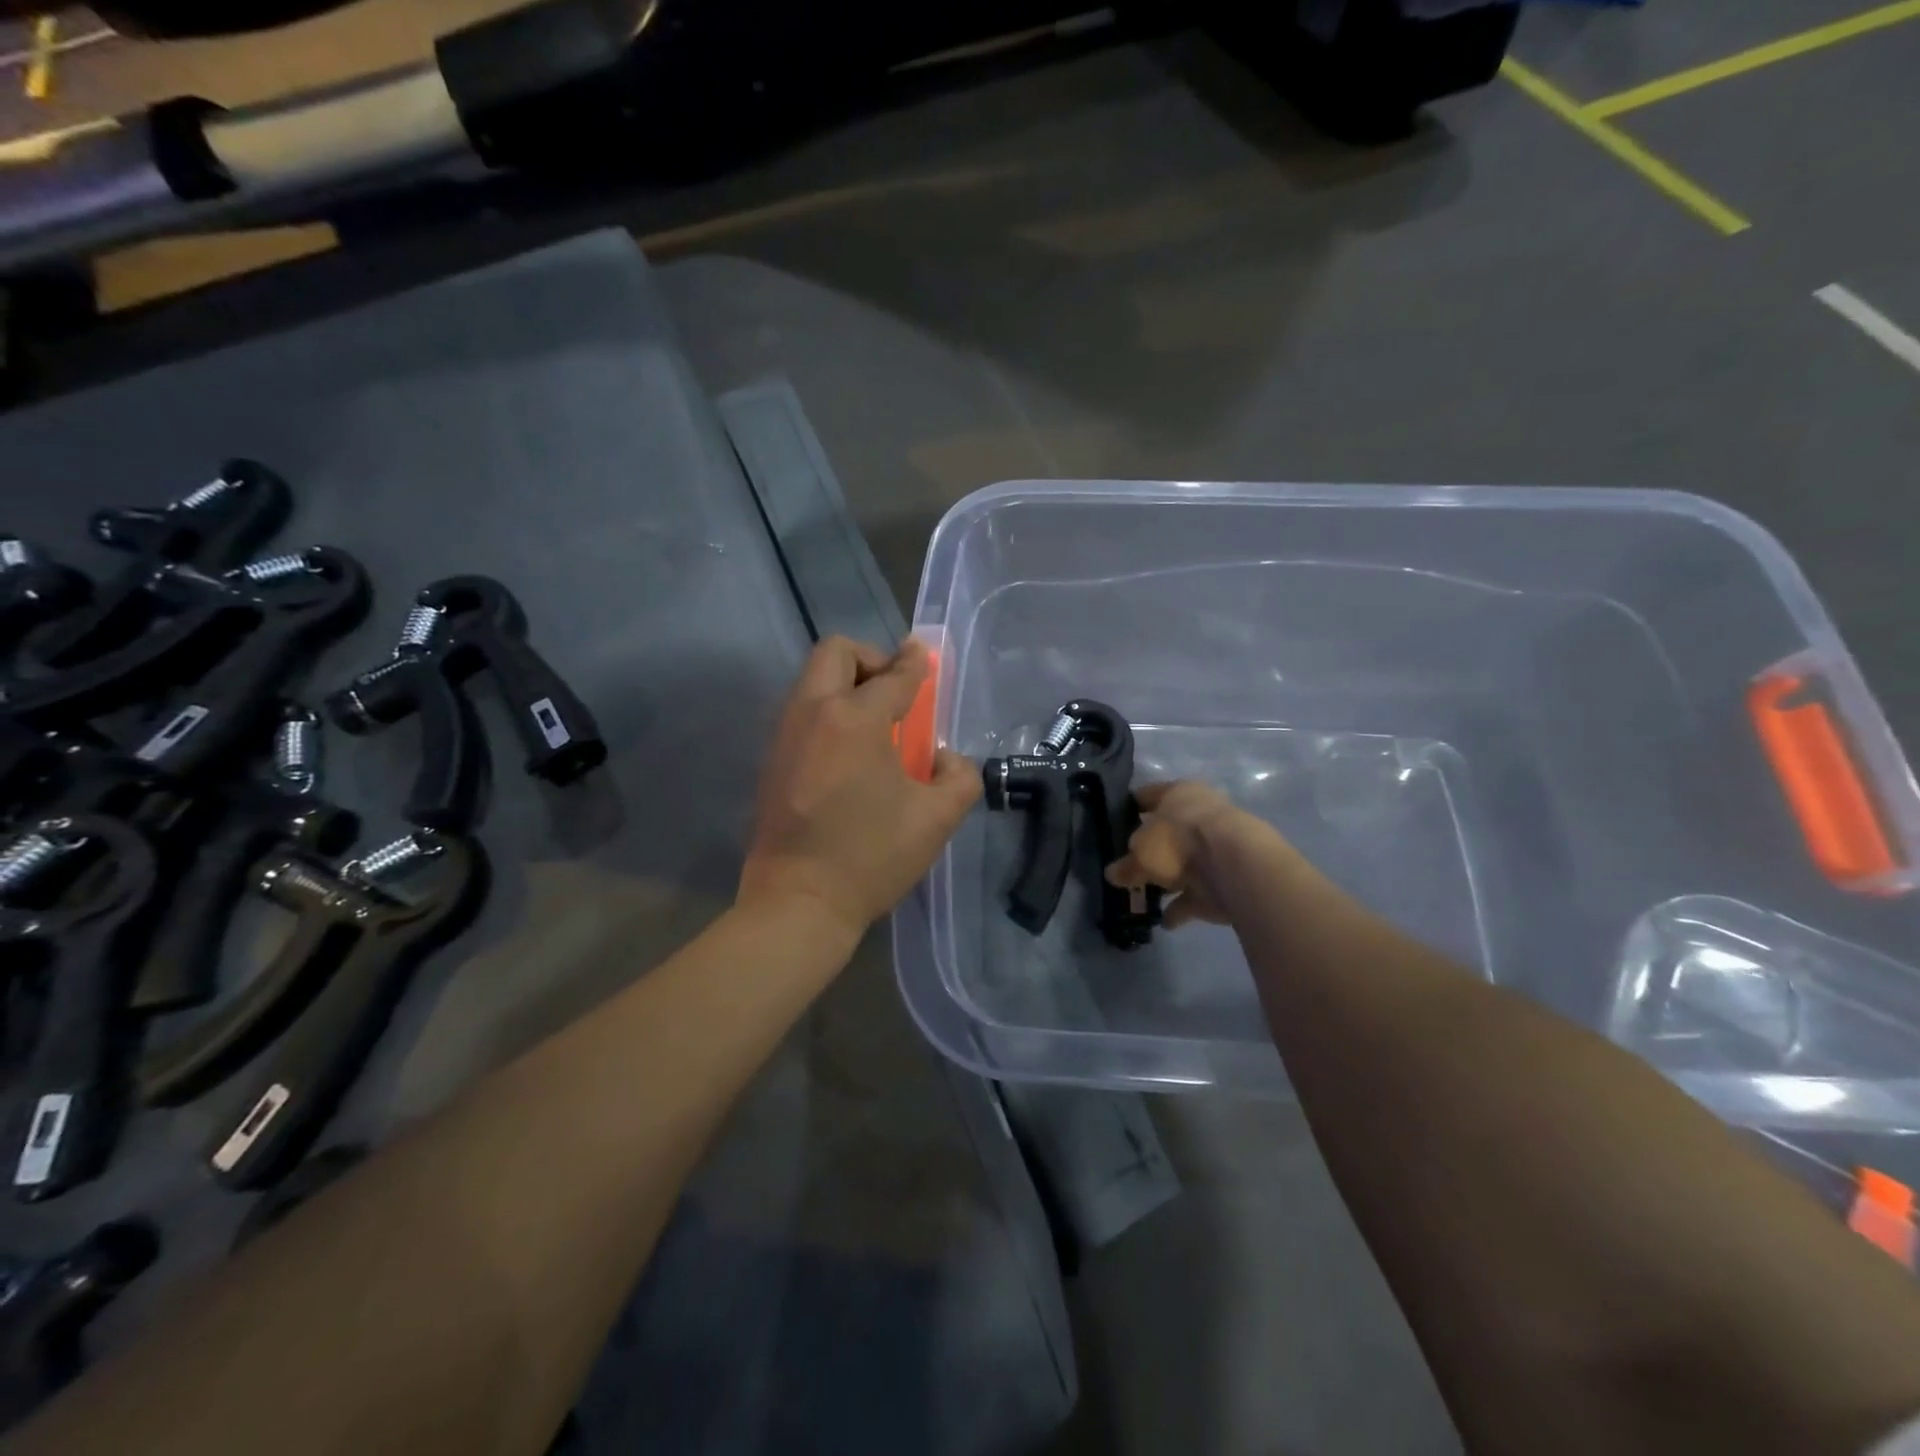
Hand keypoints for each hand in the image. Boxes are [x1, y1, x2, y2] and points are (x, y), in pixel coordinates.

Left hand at [739, 637, 980, 941]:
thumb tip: (944, 758)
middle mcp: (812, 712)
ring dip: (847, 686)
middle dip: (871, 660)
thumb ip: (959, 776)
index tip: (923, 658)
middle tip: (896, 694)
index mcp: (854, 718)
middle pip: (836, 652)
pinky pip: (804, 712)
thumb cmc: (871, 857)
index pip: (892, 676)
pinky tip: (851, 755)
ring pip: (814, 680)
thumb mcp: (937, 818)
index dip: (914, 664)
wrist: (799, 903)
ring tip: (878, 727)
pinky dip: (830, 713)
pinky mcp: (772, 759)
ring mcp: (785, 735)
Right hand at [1105, 780, 1295, 928]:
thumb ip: (1126, 865)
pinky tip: (1165, 921)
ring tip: (1142, 899)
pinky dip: (1182, 906)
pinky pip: (1198, 893)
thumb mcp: (1141, 853)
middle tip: (1127, 866)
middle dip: (1150, 851)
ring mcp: (1218, 847)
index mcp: (1178, 793)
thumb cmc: (1179, 841)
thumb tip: (1113, 874)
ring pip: (1184, 864)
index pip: (1147, 795)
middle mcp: (1200, 813)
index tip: (1111, 823)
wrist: (1236, 867)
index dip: (1128, 808)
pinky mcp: (1229, 878)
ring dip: (1167, 881)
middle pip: (1168, 832)